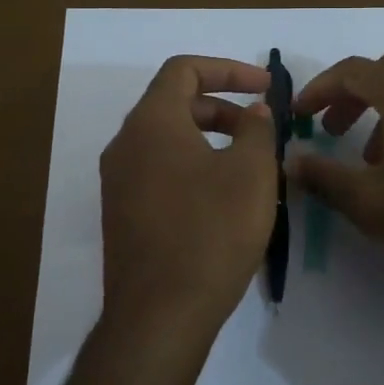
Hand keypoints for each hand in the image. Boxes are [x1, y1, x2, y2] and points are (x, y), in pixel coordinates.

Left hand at [98, 55, 277, 359]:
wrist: (159, 315)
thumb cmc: (211, 232)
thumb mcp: (251, 173)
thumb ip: (257, 129)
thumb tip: (254, 111)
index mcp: (151, 122)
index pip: (184, 70)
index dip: (228, 69)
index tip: (264, 87)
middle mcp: (125, 144)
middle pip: (174, 103)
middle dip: (222, 107)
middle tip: (261, 129)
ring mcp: (118, 181)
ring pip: (166, 139)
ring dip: (209, 138)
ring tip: (248, 164)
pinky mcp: (122, 213)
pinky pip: (158, 170)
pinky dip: (192, 165)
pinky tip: (222, 197)